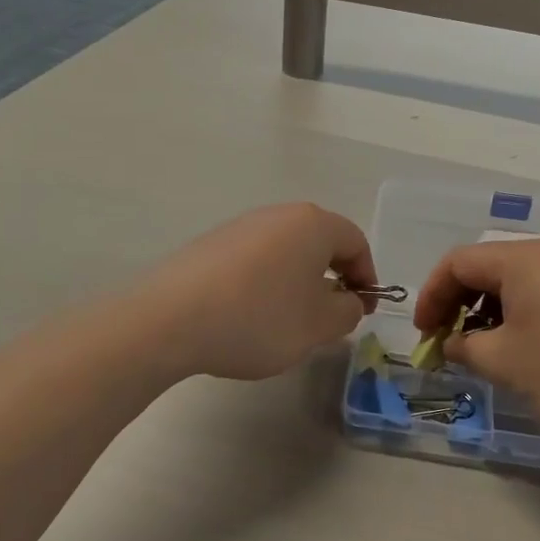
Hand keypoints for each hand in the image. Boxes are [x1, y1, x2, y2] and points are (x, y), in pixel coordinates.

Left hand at [134, 203, 378, 381]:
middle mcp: (277, 215)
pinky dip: (265, 284)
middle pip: (319, 242)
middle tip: (330, 317)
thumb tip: (347, 300)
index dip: (367, 277)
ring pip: (285, 252)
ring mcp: (239, 226)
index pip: (355, 242)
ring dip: (298, 282)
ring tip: (288, 322)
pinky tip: (250, 316)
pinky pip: (254, 261)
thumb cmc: (260, 318)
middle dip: (332, 279)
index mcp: (312, 224)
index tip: (363, 310)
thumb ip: (348, 311)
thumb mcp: (319, 325)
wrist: (172, 319)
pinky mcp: (210, 245)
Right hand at [413, 239, 539, 455]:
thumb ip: (465, 346)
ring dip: (493, 312)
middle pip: (491, 267)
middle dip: (461, 304)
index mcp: (527, 258)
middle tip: (450, 344)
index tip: (424, 334)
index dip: (431, 296)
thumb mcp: (505, 363)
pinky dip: (526, 316)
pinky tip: (530, 352)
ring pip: (522, 282)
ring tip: (488, 352)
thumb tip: (454, 343)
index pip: (459, 262)